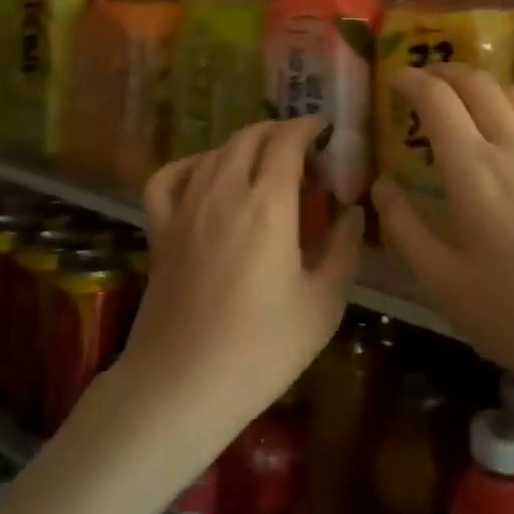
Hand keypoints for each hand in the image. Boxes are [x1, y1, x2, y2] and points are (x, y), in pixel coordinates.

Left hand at [127, 118, 362, 434]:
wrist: (181, 386)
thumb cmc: (262, 349)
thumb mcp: (324, 303)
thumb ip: (344, 247)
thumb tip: (353, 210)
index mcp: (268, 204)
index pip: (287, 140)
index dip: (308, 126)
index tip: (326, 131)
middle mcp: (225, 191)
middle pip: (251, 136)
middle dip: (280, 132)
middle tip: (304, 155)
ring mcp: (186, 207)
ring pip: (216, 151)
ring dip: (245, 145)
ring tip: (265, 166)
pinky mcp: (160, 229)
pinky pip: (170, 176)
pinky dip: (192, 164)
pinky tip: (206, 176)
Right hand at [371, 64, 513, 435]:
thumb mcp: (445, 285)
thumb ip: (406, 229)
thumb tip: (381, 186)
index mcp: (474, 170)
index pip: (439, 99)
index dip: (411, 80)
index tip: (392, 79)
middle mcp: (513, 149)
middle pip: (479, 83)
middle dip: (445, 71)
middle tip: (422, 81)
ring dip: (482, 83)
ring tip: (462, 98)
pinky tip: (512, 133)